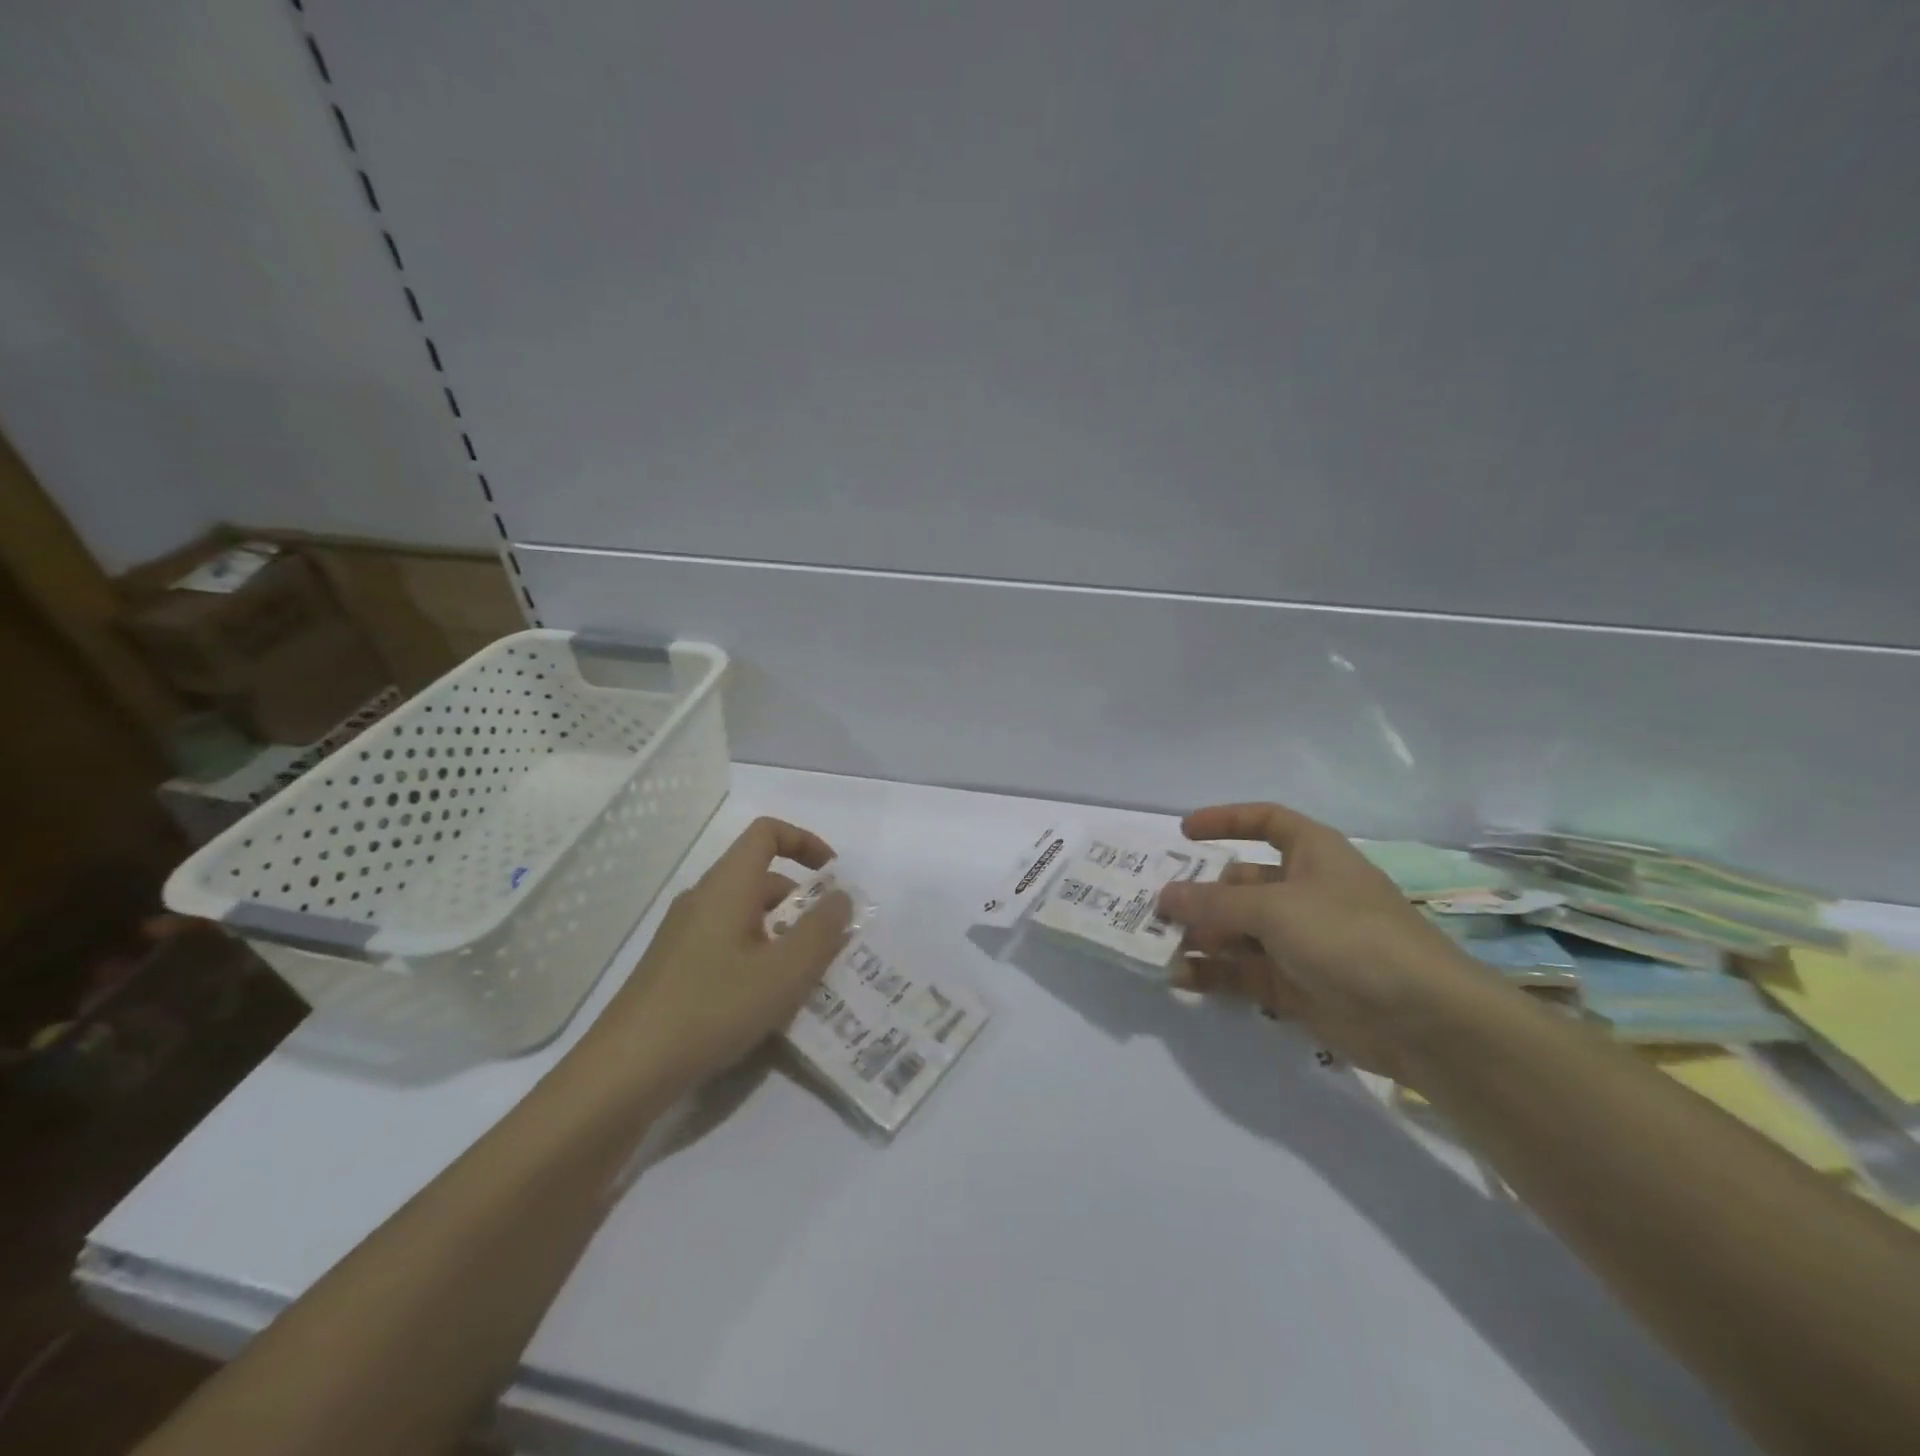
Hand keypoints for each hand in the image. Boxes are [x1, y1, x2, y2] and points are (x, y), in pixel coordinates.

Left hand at [580, 817, 852, 1101]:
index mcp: (727, 885)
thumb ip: (822, 930)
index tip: (833, 878)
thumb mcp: (785, 971)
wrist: (627, 1069)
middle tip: (830, 945)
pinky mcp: (676, 966)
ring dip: (783, 935)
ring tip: (805, 980)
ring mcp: (684, 934)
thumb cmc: (713, 1008)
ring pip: (747, 916)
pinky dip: (758, 957)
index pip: (767, 833)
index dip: (805, 842)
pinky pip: (729, 943)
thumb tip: (840, 898)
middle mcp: (703, 899)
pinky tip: (766, 1003)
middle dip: (803, 904)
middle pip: (762, 878)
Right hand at [1157, 803, 1492, 1079]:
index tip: (1184, 833)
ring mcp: (1299, 942)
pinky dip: (1212, 973)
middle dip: (1200, 894)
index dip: (1227, 821)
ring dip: (1200, 936)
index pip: (1266, 823)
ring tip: (1158, 944)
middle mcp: (1304, 893)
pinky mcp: (1294, 986)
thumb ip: (1214, 902)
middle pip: (1241, 883)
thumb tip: (1164, 896)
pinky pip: (1242, 972)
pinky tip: (1180, 977)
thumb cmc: (1350, 937)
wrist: (1424, 1020)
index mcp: (1313, 855)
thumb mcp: (1275, 908)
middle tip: (1155, 907)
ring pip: (1237, 931)